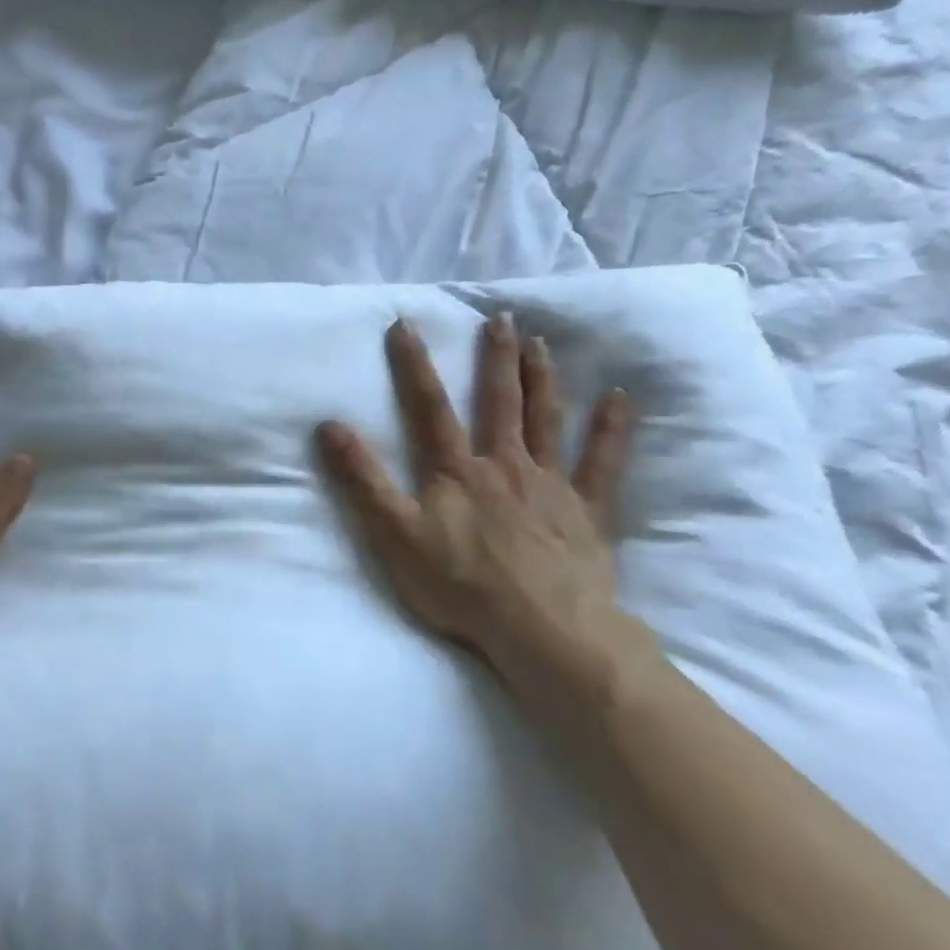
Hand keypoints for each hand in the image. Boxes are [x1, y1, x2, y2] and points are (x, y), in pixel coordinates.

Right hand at [316, 315, 662, 712]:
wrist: (542, 630)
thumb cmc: (459, 583)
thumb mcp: (394, 533)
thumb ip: (363, 479)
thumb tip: (330, 425)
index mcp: (455, 470)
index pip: (429, 407)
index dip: (414, 365)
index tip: (405, 325)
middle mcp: (503, 464)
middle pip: (498, 402)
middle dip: (495, 358)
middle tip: (500, 319)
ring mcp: (549, 485)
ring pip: (546, 420)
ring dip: (542, 378)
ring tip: (540, 343)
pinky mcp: (586, 511)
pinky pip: (602, 463)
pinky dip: (610, 430)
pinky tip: (618, 399)